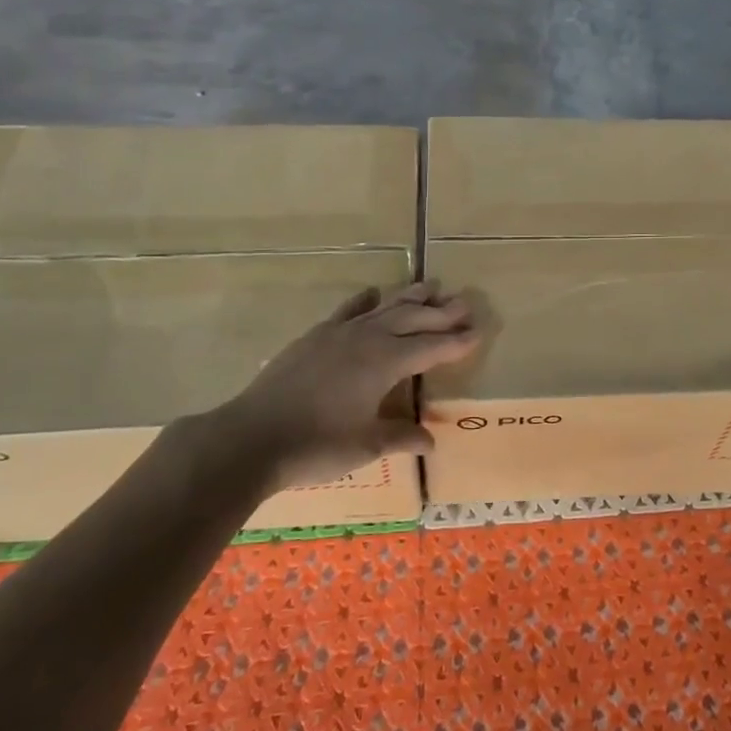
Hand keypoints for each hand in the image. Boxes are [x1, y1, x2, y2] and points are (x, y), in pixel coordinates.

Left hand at [169, 282, 479, 498]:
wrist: (252, 437)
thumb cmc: (316, 445)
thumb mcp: (366, 445)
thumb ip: (401, 437)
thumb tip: (431, 440)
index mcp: (385, 363)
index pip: (430, 347)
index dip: (456, 341)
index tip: (478, 332)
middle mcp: (366, 339)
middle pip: (411, 319)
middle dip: (440, 313)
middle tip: (464, 303)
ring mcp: (338, 334)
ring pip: (383, 308)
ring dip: (409, 298)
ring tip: (431, 286)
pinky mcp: (315, 337)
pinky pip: (348, 310)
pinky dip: (365, 300)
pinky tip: (373, 293)